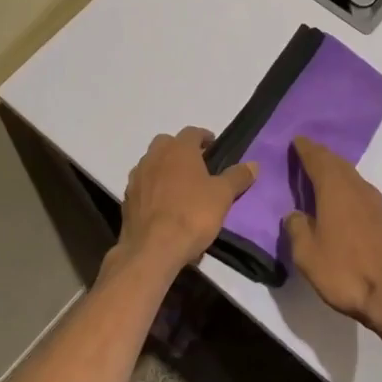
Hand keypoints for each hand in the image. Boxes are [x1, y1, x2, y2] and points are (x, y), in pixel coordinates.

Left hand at [118, 126, 255, 271]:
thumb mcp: (223, 196)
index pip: (192, 132)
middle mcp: (154, 156)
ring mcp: (137, 177)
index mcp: (178, 149)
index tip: (214, 147)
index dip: (204, 137)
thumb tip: (253, 164)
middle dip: (181, 150)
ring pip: (152, 163)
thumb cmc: (192, 215)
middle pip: (167, 143)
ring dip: (164, 168)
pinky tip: (163, 205)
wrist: (153, 249)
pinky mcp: (127, 198)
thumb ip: (237, 177)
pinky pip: (143, 185)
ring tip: (179, 186)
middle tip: (197, 166)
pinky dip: (153, 188)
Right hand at [283, 136, 381, 340]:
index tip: (297, 140)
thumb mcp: (308, 255)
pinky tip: (349, 207)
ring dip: (339, 174)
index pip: (318, 159)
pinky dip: (352, 193)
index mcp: (336, 190)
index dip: (306, 149)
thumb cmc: (346, 272)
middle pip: (339, 165)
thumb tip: (295, 214)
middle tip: (309, 154)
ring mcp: (379, 205)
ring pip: (355, 180)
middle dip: (323, 157)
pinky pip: (365, 197)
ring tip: (326, 178)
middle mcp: (359, 189)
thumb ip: (297, 229)